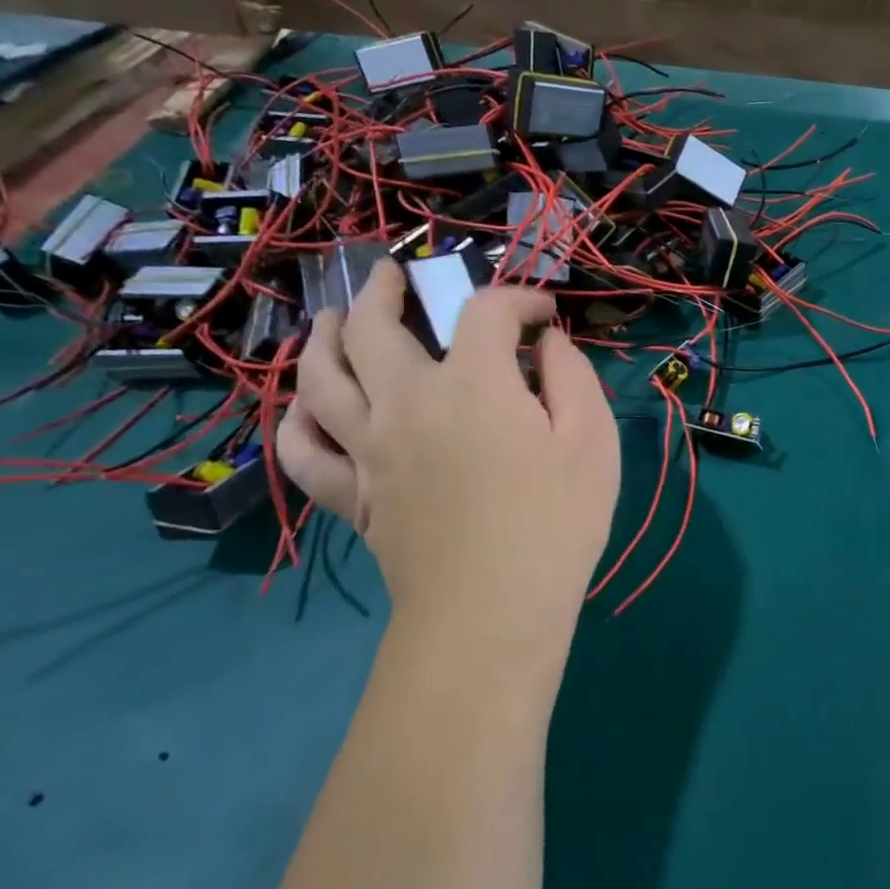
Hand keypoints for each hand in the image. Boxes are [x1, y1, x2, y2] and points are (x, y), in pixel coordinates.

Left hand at [278, 261, 620, 682]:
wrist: (493, 613)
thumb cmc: (557, 523)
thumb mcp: (592, 442)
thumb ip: (572, 377)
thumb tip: (547, 342)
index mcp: (473, 384)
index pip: (485, 312)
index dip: (518, 299)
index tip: (542, 316)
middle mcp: (407, 402)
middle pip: (373, 327)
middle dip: (385, 290)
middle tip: (393, 276)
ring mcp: (368, 449)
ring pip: (320, 377)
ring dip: (323, 337)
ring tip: (332, 320)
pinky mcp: (352, 495)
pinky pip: (302, 450)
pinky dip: (297, 421)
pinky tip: (307, 409)